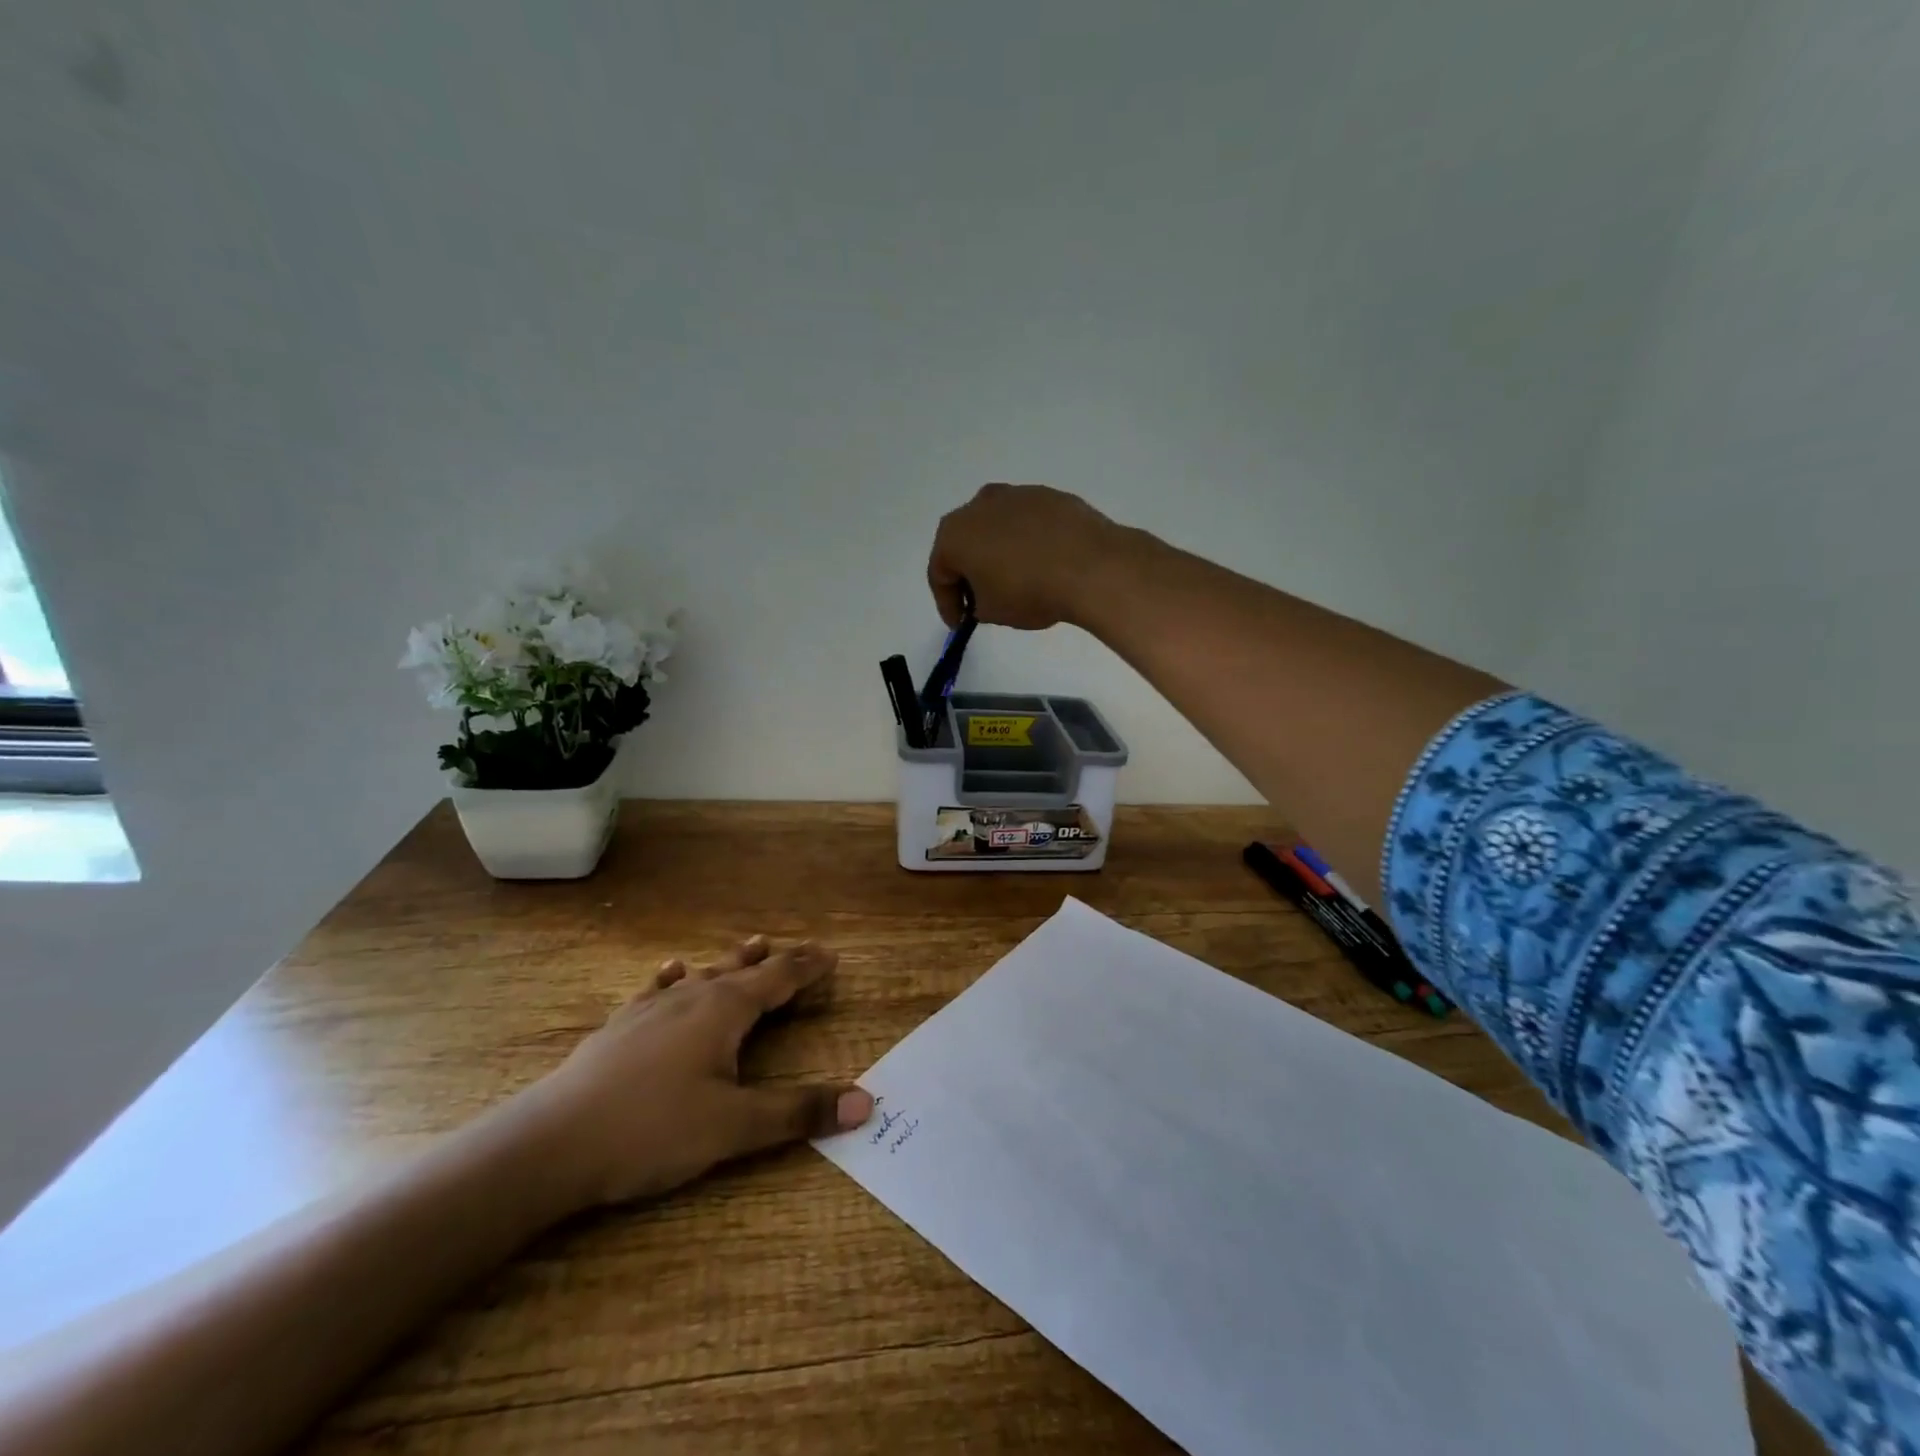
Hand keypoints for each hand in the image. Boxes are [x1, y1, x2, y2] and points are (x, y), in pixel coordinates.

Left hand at [519, 936, 873, 1209]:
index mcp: (725, 1010)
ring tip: (751, 944)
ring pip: (703, 975)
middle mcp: (692, 997)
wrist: (550, 1143)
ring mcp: (652, 1009)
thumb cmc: (652, 1130)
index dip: (807, 968)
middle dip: (777, 962)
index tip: (831, 956)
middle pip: (744, 971)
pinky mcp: (620, 1027)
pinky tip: (671, 973)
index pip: (778, 979)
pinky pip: (656, 991)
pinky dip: (673, 979)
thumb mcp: (734, 1127)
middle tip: (801, 950)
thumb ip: (798, 1112)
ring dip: (731, 962)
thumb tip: (865, 1103)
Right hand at [926, 483, 1131, 629]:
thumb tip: (986, 595)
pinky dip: (1027, 542)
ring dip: (998, 553)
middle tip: (981, 601)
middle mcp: (978, 505)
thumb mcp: (992, 612)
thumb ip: (977, 604)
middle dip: (970, 573)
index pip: (940, 574)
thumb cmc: (1029, 591)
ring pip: (996, 529)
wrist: (1091, 566)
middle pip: (965, 544)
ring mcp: (1015, 495)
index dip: (947, 604)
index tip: (960, 624)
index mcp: (954, 534)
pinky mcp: (1048, 495)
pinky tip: (1042, 563)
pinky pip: (1027, 524)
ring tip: (1015, 581)